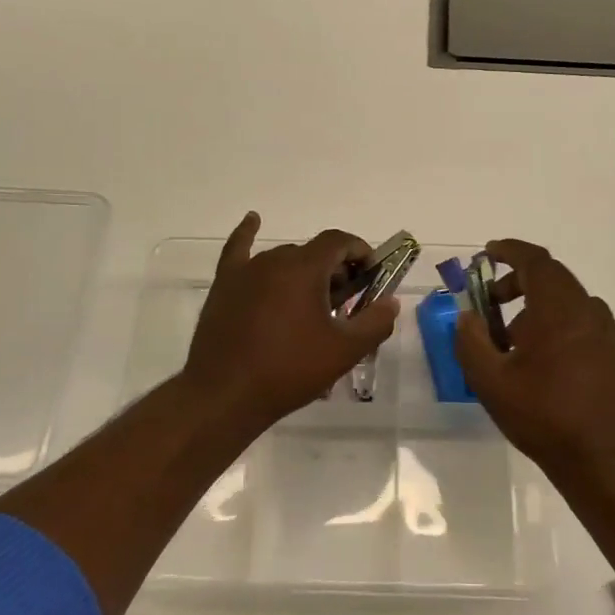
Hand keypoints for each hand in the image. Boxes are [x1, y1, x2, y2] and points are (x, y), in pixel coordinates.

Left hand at [181, 212, 398, 431]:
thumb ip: (375, 322)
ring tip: (311, 303)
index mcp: (305, 268)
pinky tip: (253, 220)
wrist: (225, 394)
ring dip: (303, 272)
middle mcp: (274, 259)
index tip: (371, 275)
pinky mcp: (224, 285)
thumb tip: (390, 302)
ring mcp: (245, 271)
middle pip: (312, 252)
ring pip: (283, 259)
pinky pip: (237, 250)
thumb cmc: (289, 370)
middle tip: (343, 303)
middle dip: (334, 270)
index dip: (360, 252)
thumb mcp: (344, 351)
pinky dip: (247, 234)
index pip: (339, 241)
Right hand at [454, 239, 614, 470]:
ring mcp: (607, 332)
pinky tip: (542, 360)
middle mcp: (588, 310)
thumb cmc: (543, 415)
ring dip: (536, 307)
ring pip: (567, 303)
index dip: (510, 251)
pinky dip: (557, 324)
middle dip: (517, 282)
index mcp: (559, 308)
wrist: (605, 459)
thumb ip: (471, 341)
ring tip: (511, 340)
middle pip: (551, 279)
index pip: (535, 261)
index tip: (487, 253)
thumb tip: (467, 316)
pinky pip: (582, 323)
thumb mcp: (490, 381)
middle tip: (490, 301)